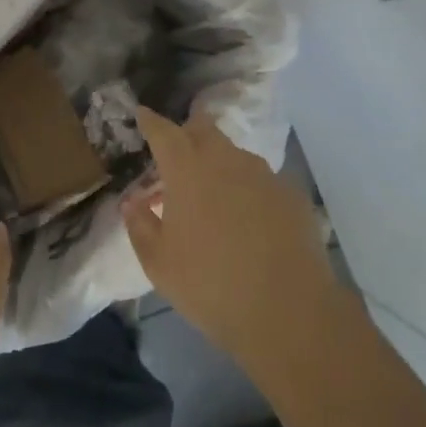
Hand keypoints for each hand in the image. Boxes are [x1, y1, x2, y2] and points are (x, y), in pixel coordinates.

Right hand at [121, 107, 349, 376]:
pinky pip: (261, 181)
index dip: (151, 122)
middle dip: (188, 131)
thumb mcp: (158, 263)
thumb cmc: (209, 285)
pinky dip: (247, 190)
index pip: (163, 131)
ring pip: (235, 155)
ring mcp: (264, 175)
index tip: (143, 114)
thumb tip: (133, 203)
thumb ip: (140, 225)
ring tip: (212, 193)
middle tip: (177, 151)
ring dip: (218, 163)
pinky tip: (247, 219)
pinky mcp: (292, 196)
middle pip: (204, 128)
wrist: (288, 312)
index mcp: (187, 170)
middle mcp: (226, 160)